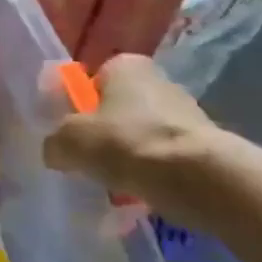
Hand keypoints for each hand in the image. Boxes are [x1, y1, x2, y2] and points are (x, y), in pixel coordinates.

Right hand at [44, 56, 222, 225]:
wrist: (201, 180)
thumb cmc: (127, 144)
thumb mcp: (69, 141)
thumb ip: (55, 142)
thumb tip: (57, 152)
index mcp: (125, 66)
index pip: (93, 80)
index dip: (79, 106)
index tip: (73, 133)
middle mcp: (159, 81)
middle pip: (119, 109)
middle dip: (106, 134)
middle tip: (90, 161)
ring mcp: (187, 114)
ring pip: (142, 136)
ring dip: (129, 157)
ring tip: (115, 186)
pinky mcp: (206, 147)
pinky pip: (166, 160)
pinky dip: (153, 176)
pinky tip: (142, 196)